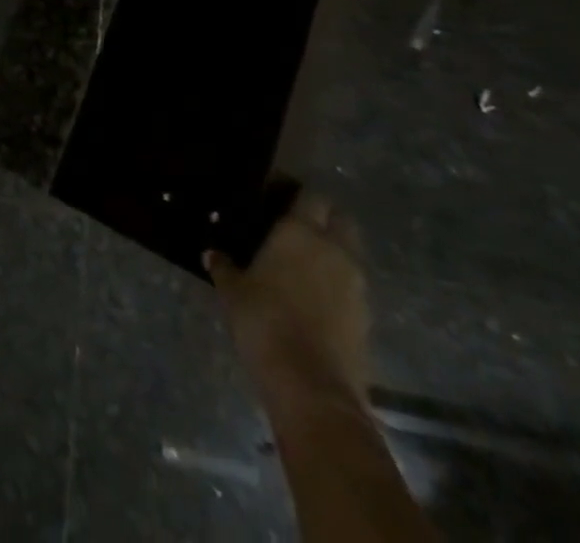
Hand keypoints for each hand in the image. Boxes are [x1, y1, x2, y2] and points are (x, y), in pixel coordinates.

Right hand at [207, 192, 369, 408]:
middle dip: (324, 217)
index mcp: (301, 232)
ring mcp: (357, 286)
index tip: (277, 196)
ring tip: (302, 263)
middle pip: (341, 219)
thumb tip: (212, 253)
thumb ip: (224, 266)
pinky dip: (337, 284)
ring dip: (333, 252)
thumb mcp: (231, 290)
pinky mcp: (367, 317)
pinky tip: (313, 296)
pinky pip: (353, 286)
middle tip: (295, 224)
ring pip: (350, 253)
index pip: (311, 196)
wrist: (312, 385)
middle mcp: (335, 251)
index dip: (297, 193)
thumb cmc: (264, 321)